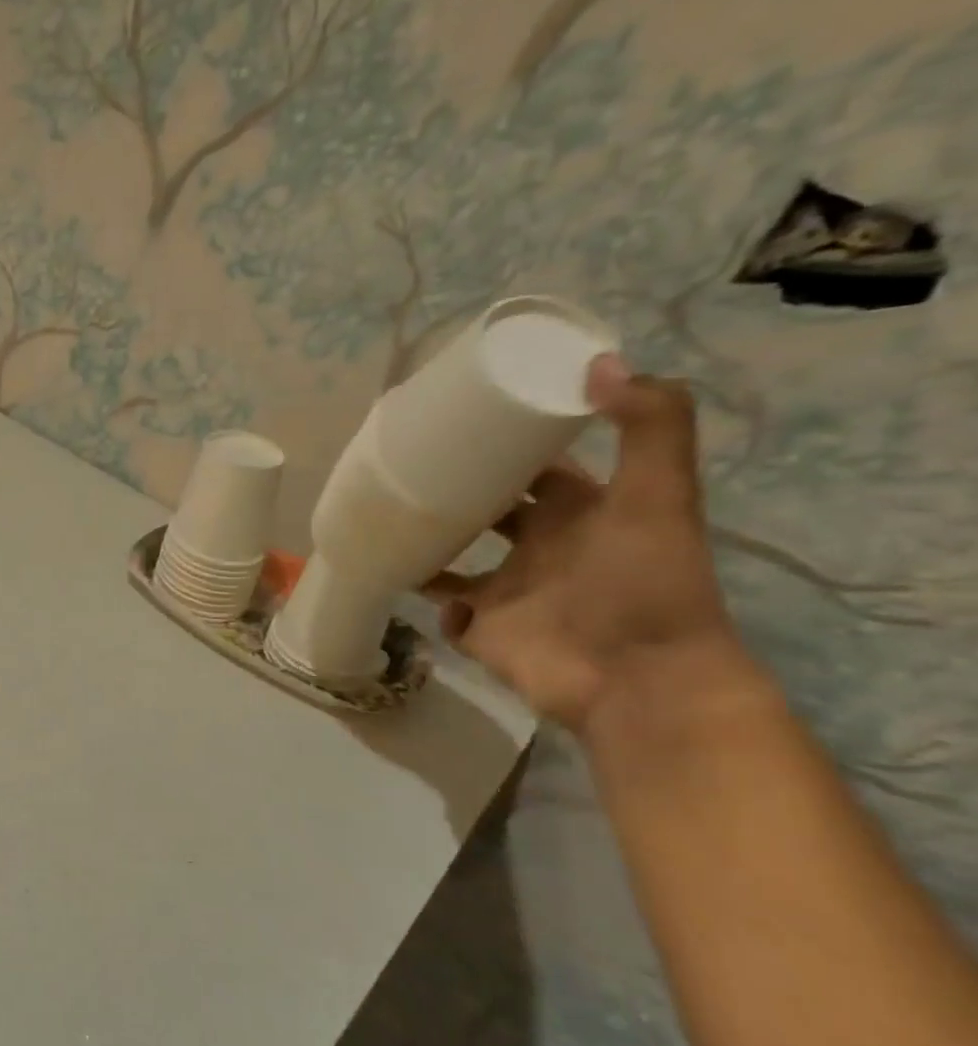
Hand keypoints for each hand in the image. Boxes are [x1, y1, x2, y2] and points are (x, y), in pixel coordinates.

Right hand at [423, 356, 744, 733]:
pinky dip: (429, 600)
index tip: (462, 423)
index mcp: (579, 513)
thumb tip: (599, 364)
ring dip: (428, 544)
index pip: (535, 469)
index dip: (505, 446)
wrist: (638, 681)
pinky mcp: (482, 631)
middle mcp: (541, 549)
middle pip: (488, 511)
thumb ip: (649, 427)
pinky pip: (444, 611)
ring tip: (386, 520)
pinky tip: (402, 576)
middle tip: (405, 468)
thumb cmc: (645, 584)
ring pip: (456, 561)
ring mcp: (508, 593)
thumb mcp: (659, 497)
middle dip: (455, 493)